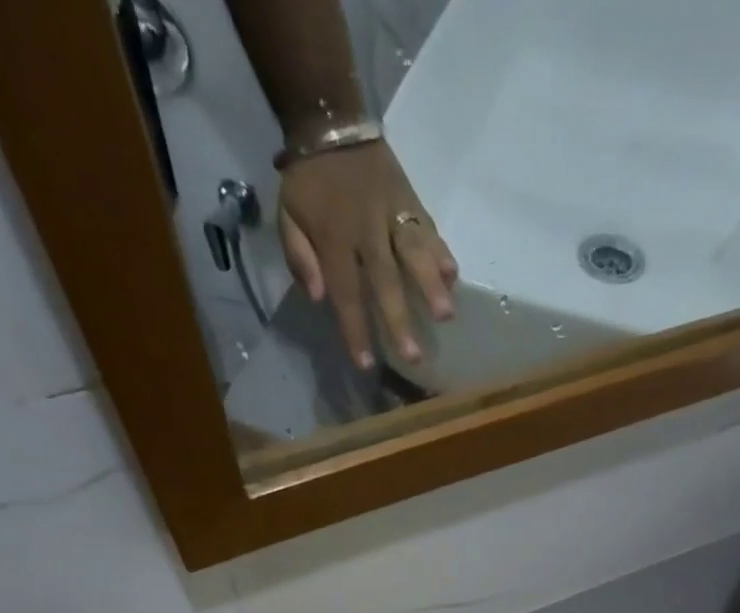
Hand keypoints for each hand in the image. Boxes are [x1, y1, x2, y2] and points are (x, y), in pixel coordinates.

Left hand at [278, 141, 457, 370]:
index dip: (356, 330)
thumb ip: (299, 257)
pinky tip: (452, 276)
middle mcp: (366, 230)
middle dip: (399, 319)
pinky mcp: (410, 201)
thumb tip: (317, 296)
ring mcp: (392, 214)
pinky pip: (428, 228)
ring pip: (414, 252)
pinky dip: (441, 251)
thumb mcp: (287, 217)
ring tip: (446, 315)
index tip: (366, 363)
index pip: (346, 292)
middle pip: (386, 281)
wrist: (330, 121)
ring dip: (430, 285)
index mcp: (333, 239)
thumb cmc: (308, 183)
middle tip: (414, 357)